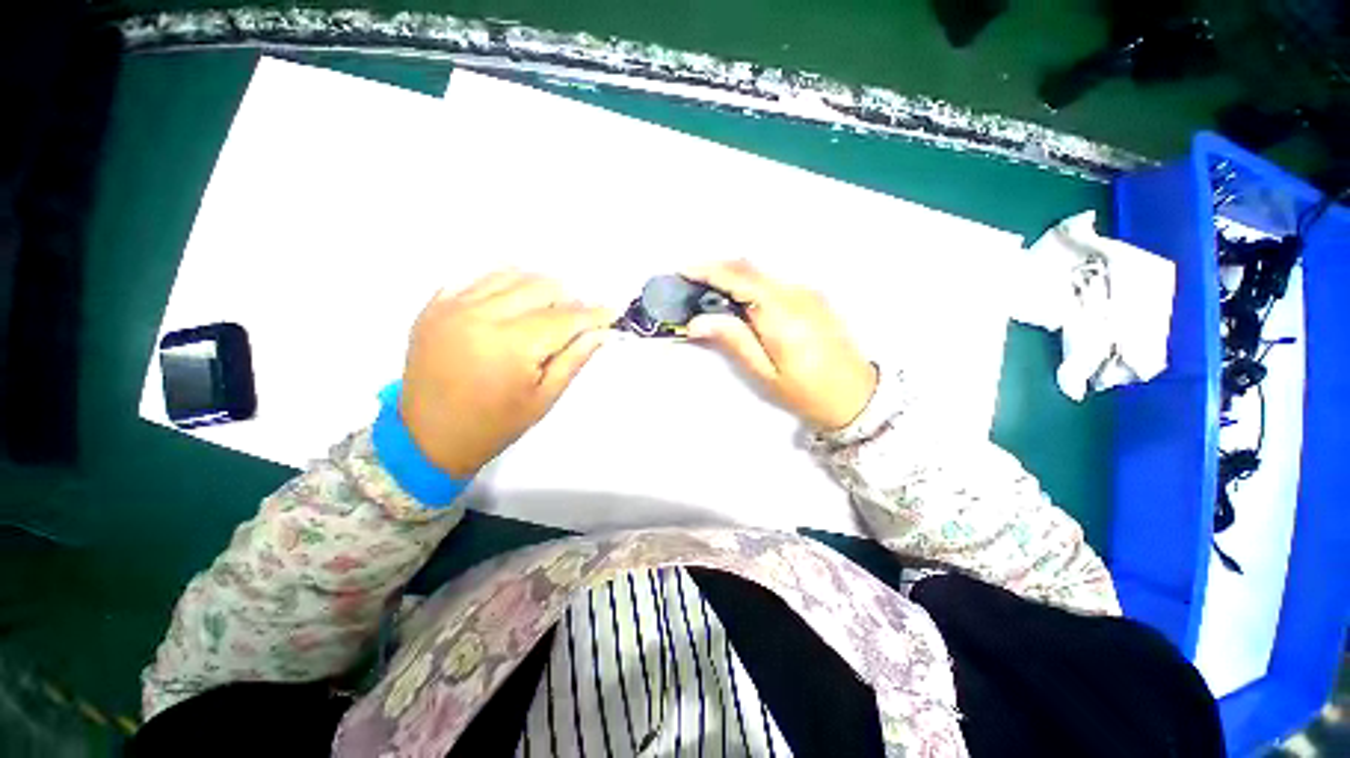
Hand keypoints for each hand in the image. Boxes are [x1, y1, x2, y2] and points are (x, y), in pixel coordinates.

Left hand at [399, 271, 612, 477]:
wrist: (427, 437)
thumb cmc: (494, 425)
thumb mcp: (543, 399)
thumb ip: (574, 359)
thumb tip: (601, 332)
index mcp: (511, 345)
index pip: (564, 318)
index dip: (593, 314)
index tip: (612, 312)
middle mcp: (481, 316)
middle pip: (539, 286)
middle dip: (568, 299)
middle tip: (577, 318)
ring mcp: (452, 307)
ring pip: (509, 275)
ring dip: (537, 287)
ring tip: (548, 308)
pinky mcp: (434, 306)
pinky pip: (476, 278)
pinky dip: (502, 284)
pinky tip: (513, 302)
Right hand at [683, 261, 877, 430]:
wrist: (858, 395)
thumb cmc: (807, 392)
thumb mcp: (765, 372)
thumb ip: (734, 340)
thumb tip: (697, 322)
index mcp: (782, 314)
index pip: (739, 279)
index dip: (708, 271)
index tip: (682, 271)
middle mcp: (796, 293)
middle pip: (749, 268)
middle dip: (716, 269)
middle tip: (690, 282)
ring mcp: (807, 292)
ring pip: (761, 273)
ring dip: (732, 276)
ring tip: (707, 292)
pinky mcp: (813, 296)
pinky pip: (773, 282)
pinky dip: (750, 285)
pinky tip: (739, 301)